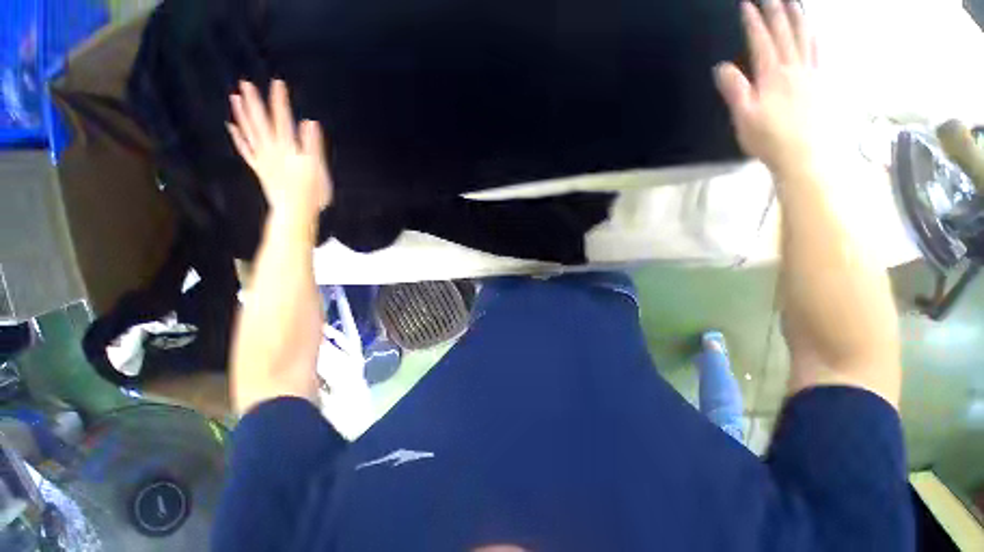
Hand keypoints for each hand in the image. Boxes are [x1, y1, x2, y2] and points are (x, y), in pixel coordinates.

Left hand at [227, 79, 332, 220]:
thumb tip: (309, 122)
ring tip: (235, 98)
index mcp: (288, 149)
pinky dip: (238, 138)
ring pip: (249, 133)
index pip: (283, 120)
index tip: (277, 83)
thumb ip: (312, 145)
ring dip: (242, 115)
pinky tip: (232, 127)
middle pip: (261, 123)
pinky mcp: (259, 169)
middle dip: (254, 103)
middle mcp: (271, 150)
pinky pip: (245, 151)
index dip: (280, 101)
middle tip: (245, 83)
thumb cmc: (312, 193)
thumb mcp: (318, 169)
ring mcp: (262, 159)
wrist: (295, 212)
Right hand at [714, 1, 824, 177]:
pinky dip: (816, 36)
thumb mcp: (744, 118)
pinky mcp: (822, 83)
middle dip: (777, 10)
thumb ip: (735, 90)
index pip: (761, 41)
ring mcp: (811, 74)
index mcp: (772, 76)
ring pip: (806, 37)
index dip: (753, 22)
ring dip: (799, 16)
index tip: (747, 4)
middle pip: (786, 33)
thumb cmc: (769, 139)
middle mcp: (794, 68)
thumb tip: (722, 67)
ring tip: (794, 1)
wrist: (805, 155)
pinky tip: (814, 29)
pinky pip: (820, 52)